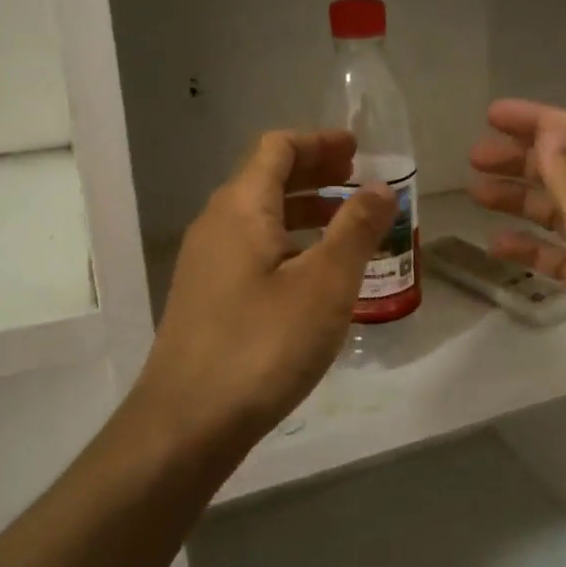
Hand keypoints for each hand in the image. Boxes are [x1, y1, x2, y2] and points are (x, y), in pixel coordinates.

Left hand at [133, 131, 393, 454]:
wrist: (186, 424)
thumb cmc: (263, 345)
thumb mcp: (325, 284)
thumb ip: (355, 229)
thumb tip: (380, 187)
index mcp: (241, 207)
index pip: (277, 148)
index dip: (319, 142)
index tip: (358, 150)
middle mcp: (217, 225)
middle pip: (267, 178)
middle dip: (315, 173)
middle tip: (359, 182)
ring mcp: (206, 263)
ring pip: (260, 217)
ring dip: (304, 211)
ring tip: (347, 226)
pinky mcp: (207, 298)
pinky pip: (253, 250)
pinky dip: (289, 244)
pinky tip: (315, 276)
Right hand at [469, 100, 565, 476]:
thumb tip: (550, 133)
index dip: (544, 122)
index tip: (493, 115)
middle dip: (525, 159)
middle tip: (474, 158)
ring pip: (564, 214)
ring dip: (523, 200)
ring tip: (477, 193)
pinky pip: (562, 256)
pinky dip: (532, 246)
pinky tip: (500, 247)